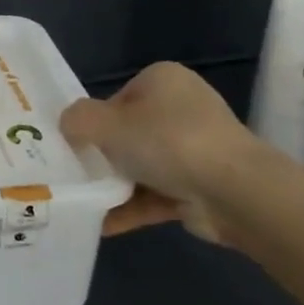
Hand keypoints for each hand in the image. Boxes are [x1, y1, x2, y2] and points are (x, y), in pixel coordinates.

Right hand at [59, 62, 259, 243]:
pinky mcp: (201, 185)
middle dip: (103, 156)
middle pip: (128, 133)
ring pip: (142, 166)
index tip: (77, 145)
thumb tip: (69, 126)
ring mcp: (195, 148)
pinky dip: (131, 207)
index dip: (93, 122)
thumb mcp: (105, 123)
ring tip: (82, 202)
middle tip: (75, 173)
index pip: (115, 99)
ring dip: (114, 185)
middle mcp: (181, 108)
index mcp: (162, 80)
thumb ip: (77, 120)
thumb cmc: (166, 142)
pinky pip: (156, 194)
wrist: (234, 192)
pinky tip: (102, 223)